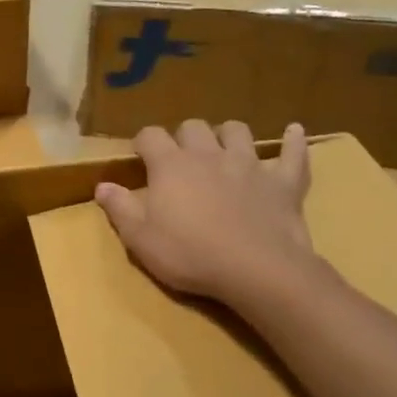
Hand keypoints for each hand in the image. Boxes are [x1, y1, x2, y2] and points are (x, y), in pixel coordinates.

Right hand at [96, 120, 317, 306]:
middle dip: (184, 136)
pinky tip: (295, 131)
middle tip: (181, 157)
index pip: (151, 136)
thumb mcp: (140, 239)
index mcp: (171, 166)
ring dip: (228, 134)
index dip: (143, 142)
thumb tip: (102, 185)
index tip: (140, 155)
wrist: (256, 270)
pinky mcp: (282, 182)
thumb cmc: (190, 255)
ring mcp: (249, 165)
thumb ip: (119, 208)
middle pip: (193, 127)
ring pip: (237, 131)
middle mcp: (208, 155)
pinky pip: (292, 154)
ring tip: (223, 147)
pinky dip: (293, 141)